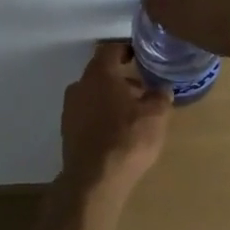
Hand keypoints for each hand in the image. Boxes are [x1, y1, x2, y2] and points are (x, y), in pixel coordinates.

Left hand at [61, 41, 171, 188]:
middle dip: (121, 78)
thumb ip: (160, 97)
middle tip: (142, 89)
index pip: (110, 49)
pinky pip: (87, 113)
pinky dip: (101, 115)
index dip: (125, 49)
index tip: (139, 56)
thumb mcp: (155, 116)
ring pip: (93, 94)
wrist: (94, 180)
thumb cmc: (127, 139)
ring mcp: (70, 109)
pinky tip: (116, 131)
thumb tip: (162, 89)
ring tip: (132, 114)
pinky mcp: (67, 130)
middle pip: (100, 73)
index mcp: (99, 74)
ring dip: (111, 98)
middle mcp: (79, 86)